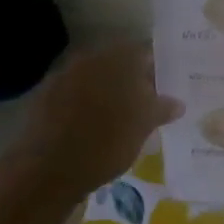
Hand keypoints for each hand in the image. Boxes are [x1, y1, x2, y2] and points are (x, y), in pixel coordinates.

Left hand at [12, 41, 183, 201]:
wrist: (49, 169)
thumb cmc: (106, 143)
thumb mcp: (144, 127)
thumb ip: (162, 108)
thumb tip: (177, 102)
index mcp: (118, 59)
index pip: (145, 53)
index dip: (159, 69)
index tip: (168, 87)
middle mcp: (90, 58)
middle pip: (120, 64)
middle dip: (134, 81)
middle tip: (149, 103)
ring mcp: (64, 76)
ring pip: (97, 79)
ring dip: (111, 93)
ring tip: (124, 118)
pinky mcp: (46, 96)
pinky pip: (76, 94)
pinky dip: (88, 104)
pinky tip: (95, 126)